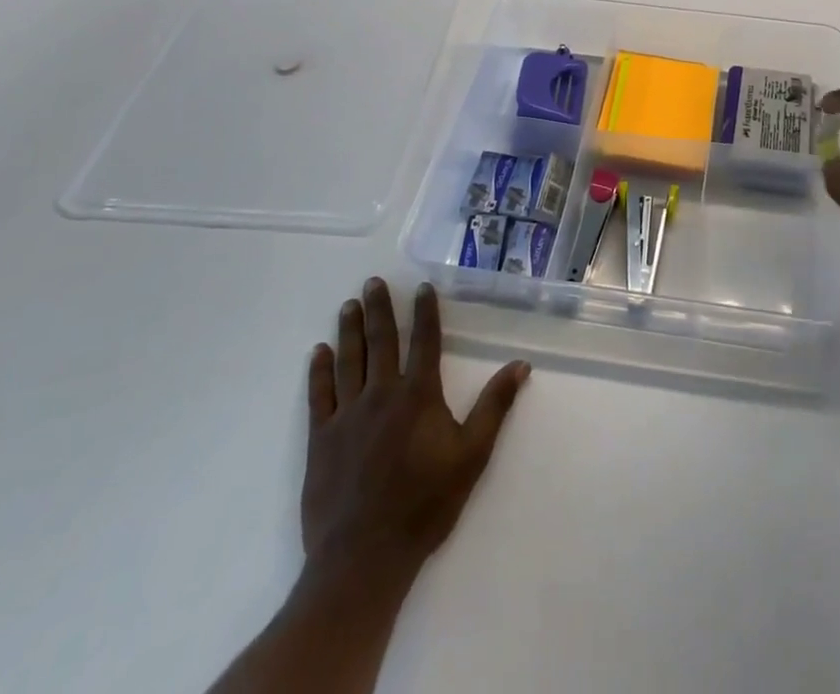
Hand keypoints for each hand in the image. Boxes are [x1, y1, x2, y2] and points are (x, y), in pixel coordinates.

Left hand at [299, 278, 529, 595]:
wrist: (364, 557)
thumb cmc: (425, 504)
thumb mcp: (472, 456)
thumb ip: (494, 407)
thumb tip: (521, 365)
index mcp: (418, 395)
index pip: (424, 341)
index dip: (424, 312)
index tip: (421, 287)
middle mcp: (382, 393)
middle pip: (381, 341)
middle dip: (379, 309)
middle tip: (372, 282)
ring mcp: (347, 415)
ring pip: (349, 360)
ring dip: (350, 330)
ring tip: (348, 305)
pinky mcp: (321, 439)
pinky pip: (320, 395)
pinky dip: (319, 371)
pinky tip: (319, 352)